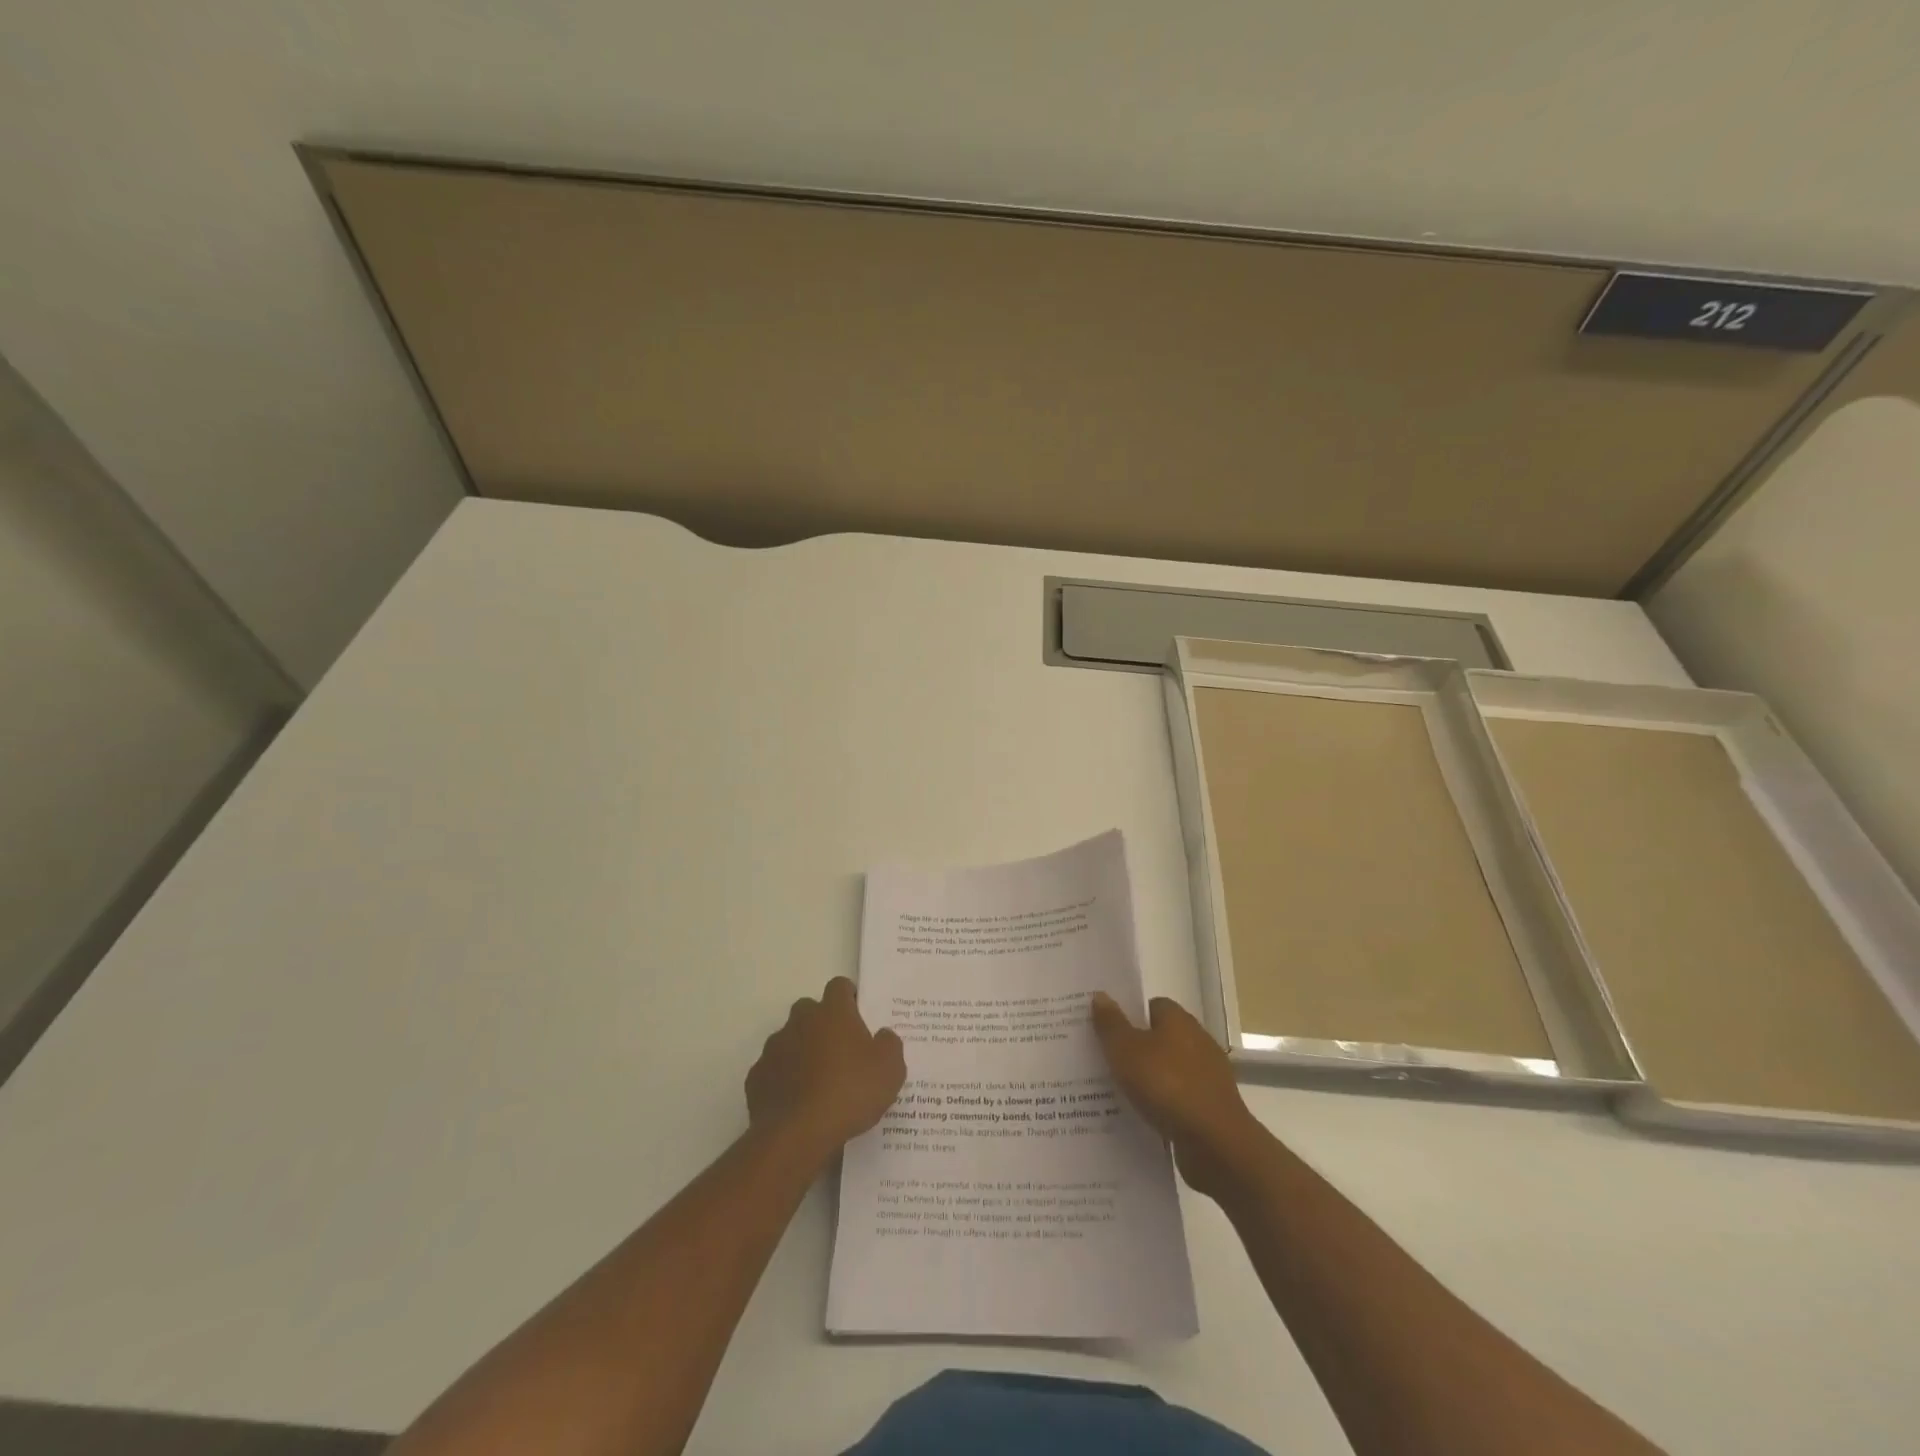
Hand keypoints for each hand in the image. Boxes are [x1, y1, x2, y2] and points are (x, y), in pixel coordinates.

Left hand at [747, 977, 905, 1159]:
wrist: (797, 1134)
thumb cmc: (849, 1093)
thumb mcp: (890, 1069)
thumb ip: (889, 1044)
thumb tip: (881, 1036)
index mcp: (833, 1012)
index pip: (839, 986)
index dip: (849, 997)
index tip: (858, 1015)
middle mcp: (800, 1021)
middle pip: (810, 1009)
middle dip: (822, 1024)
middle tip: (840, 1051)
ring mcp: (774, 1048)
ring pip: (789, 1039)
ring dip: (802, 1052)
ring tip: (818, 1083)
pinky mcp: (757, 1078)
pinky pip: (774, 1070)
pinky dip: (784, 1079)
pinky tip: (797, 1103)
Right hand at [1091, 992, 1261, 1197]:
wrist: (1216, 1144)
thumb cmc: (1167, 1086)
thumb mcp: (1126, 1051)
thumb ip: (1111, 1024)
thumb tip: (1100, 995)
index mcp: (1179, 1020)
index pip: (1151, 1006)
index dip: (1128, 1015)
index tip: (1104, 1030)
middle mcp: (1197, 1041)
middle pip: (1158, 1038)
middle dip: (1133, 1049)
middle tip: (1101, 1060)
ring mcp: (1207, 1076)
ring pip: (1166, 1071)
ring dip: (1146, 1080)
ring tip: (1113, 1093)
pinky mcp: (1211, 1108)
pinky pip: (1177, 1100)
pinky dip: (1160, 1106)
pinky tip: (1140, 1118)